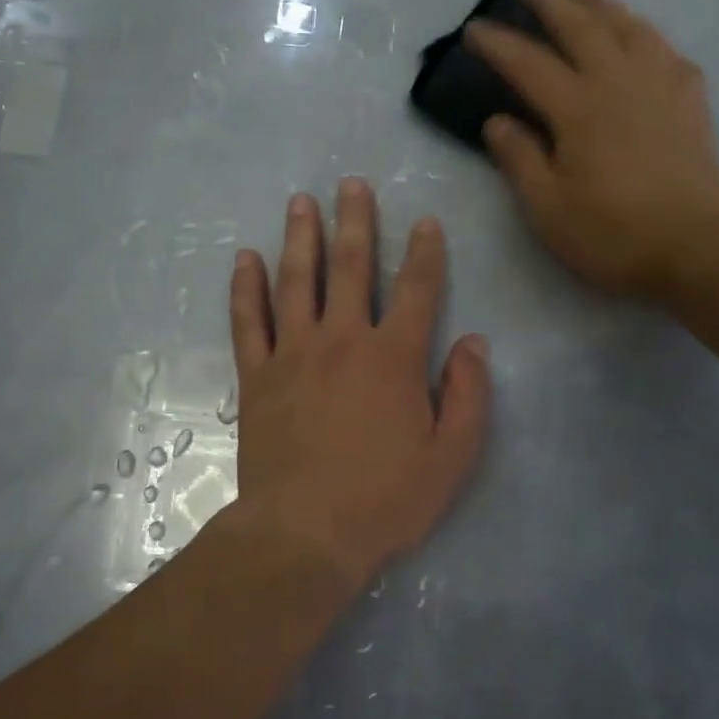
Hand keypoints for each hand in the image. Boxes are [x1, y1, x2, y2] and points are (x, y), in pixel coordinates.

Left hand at [228, 180, 490, 586]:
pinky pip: (248, 320)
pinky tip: (244, 258)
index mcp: (394, 357)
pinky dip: (246, 287)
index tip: (426, 222)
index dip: (425, 253)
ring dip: (300, 237)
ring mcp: (293, 354)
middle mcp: (343, 340)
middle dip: (355, 222)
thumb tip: (474, 343)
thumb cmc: (384, 500)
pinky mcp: (257, 376)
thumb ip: (468, 395)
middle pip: (350, 267)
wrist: (304, 533)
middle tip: (351, 184)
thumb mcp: (451, 457)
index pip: (416, 290)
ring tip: (301, 202)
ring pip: (296, 281)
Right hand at [466, 0, 718, 301]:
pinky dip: (647, 35)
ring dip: (601, 4)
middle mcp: (618, 83)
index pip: (529, 64)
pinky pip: (666, 51)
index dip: (499, 44)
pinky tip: (642, 39)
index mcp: (578, 109)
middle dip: (550, 1)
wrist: (697, 247)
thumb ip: (519, 160)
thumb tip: (497, 122)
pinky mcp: (690, 101)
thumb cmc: (613, 234)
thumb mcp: (548, 208)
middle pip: (581, 28)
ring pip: (628, 27)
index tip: (474, 27)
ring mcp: (660, 86)